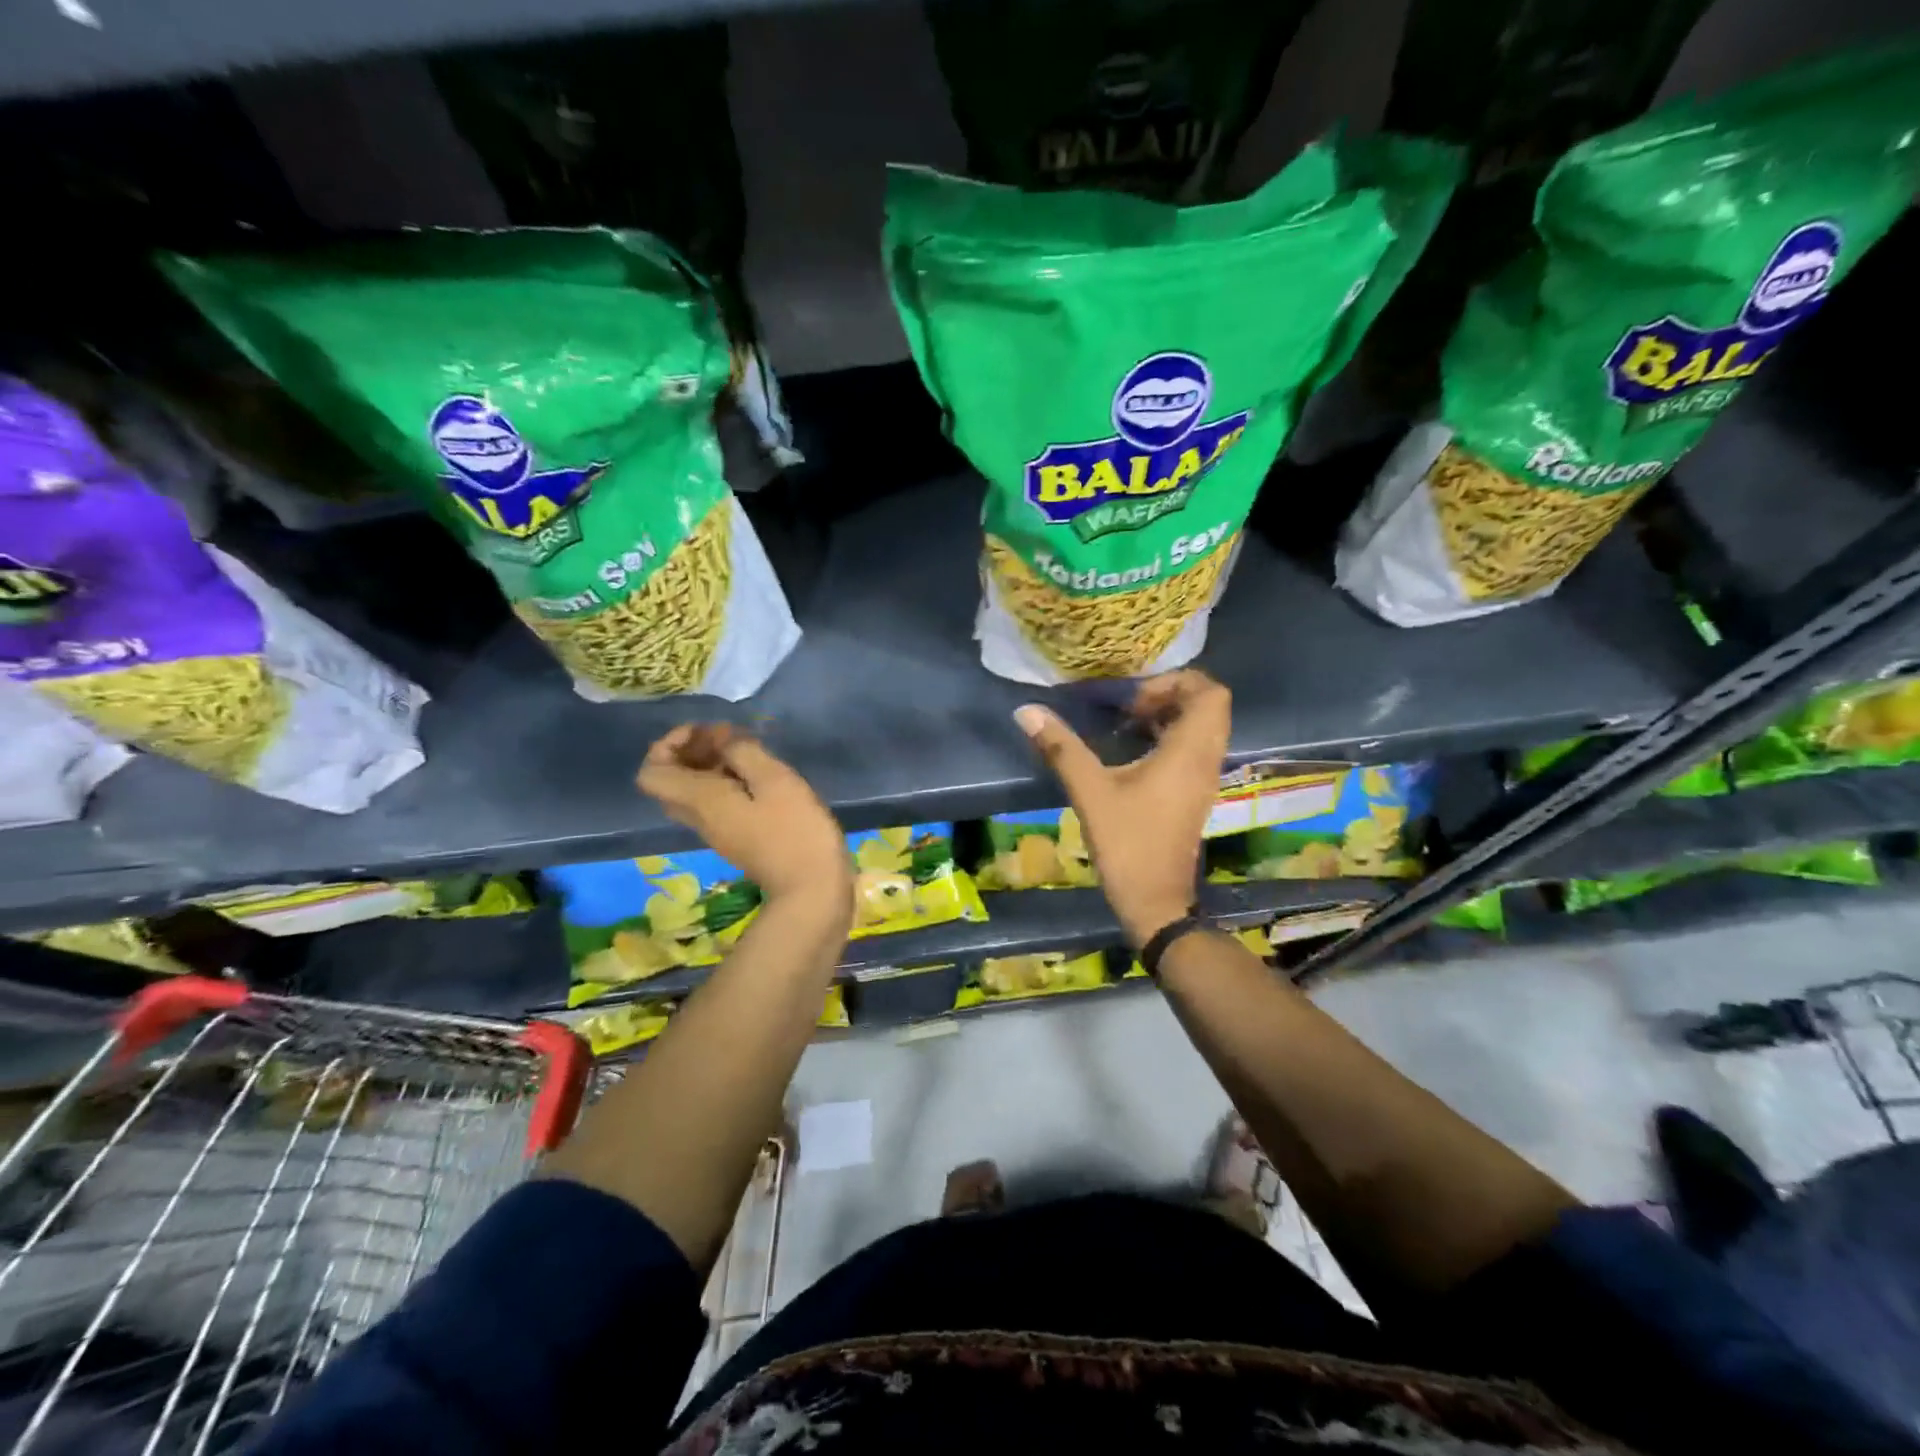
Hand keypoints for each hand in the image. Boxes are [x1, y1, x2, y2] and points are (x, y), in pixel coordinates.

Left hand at [637, 724, 851, 921]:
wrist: (811, 889)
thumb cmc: (794, 830)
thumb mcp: (774, 780)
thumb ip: (744, 752)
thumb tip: (726, 742)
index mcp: (700, 800)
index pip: (651, 773)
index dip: (667, 744)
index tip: (704, 731)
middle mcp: (700, 817)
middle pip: (671, 781)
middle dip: (691, 750)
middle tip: (727, 735)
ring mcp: (719, 831)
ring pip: (694, 792)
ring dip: (711, 765)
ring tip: (748, 748)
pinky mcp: (738, 838)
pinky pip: (716, 803)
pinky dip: (727, 781)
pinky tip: (760, 774)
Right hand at [1014, 670, 1229, 947]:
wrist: (1155, 901)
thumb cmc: (1128, 843)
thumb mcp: (1090, 792)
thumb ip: (1061, 748)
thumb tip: (1027, 711)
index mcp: (1189, 752)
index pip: (1211, 693)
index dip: (1176, 682)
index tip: (1135, 698)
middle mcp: (1206, 759)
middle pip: (1209, 706)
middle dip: (1170, 695)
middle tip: (1130, 707)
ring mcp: (1204, 778)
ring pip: (1202, 728)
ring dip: (1169, 716)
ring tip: (1128, 724)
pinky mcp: (1195, 794)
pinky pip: (1193, 749)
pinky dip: (1170, 738)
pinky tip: (1133, 750)